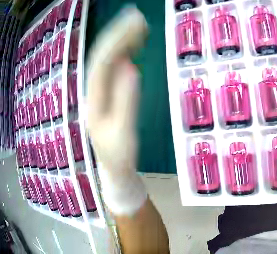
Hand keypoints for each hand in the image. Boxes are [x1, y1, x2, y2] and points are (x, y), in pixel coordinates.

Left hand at [86, 6, 148, 215]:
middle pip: (101, 56)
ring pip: (105, 59)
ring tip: (138, 25)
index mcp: (94, 101)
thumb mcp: (124, 133)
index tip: (136, 24)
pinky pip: (111, 67)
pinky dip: (122, 52)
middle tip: (138, 16)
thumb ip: (126, 101)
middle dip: (118, 33)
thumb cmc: (119, 156)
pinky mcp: (106, 93)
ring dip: (119, 40)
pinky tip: (132, 44)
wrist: (114, 168)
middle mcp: (92, 91)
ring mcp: (98, 92)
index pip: (102, 63)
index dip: (117, 40)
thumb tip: (130, 66)